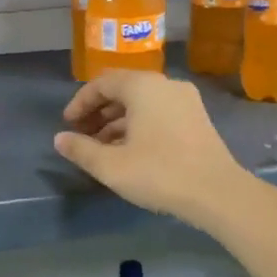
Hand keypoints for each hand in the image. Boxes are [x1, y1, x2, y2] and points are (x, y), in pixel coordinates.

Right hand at [53, 71, 246, 223]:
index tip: (68, 125)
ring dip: (118, 121)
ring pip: (142, 103)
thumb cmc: (159, 173)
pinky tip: (129, 151)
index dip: (80, 103)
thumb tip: (59, 139)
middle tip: (82, 135)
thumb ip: (81, 149)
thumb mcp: (111, 166)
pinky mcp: (197, 119)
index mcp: (143, 86)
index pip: (102, 83)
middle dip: (99, 112)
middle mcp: (165, 85)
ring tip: (102, 148)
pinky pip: (159, 113)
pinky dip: (139, 126)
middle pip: (123, 90)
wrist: (217, 193)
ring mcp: (186, 101)